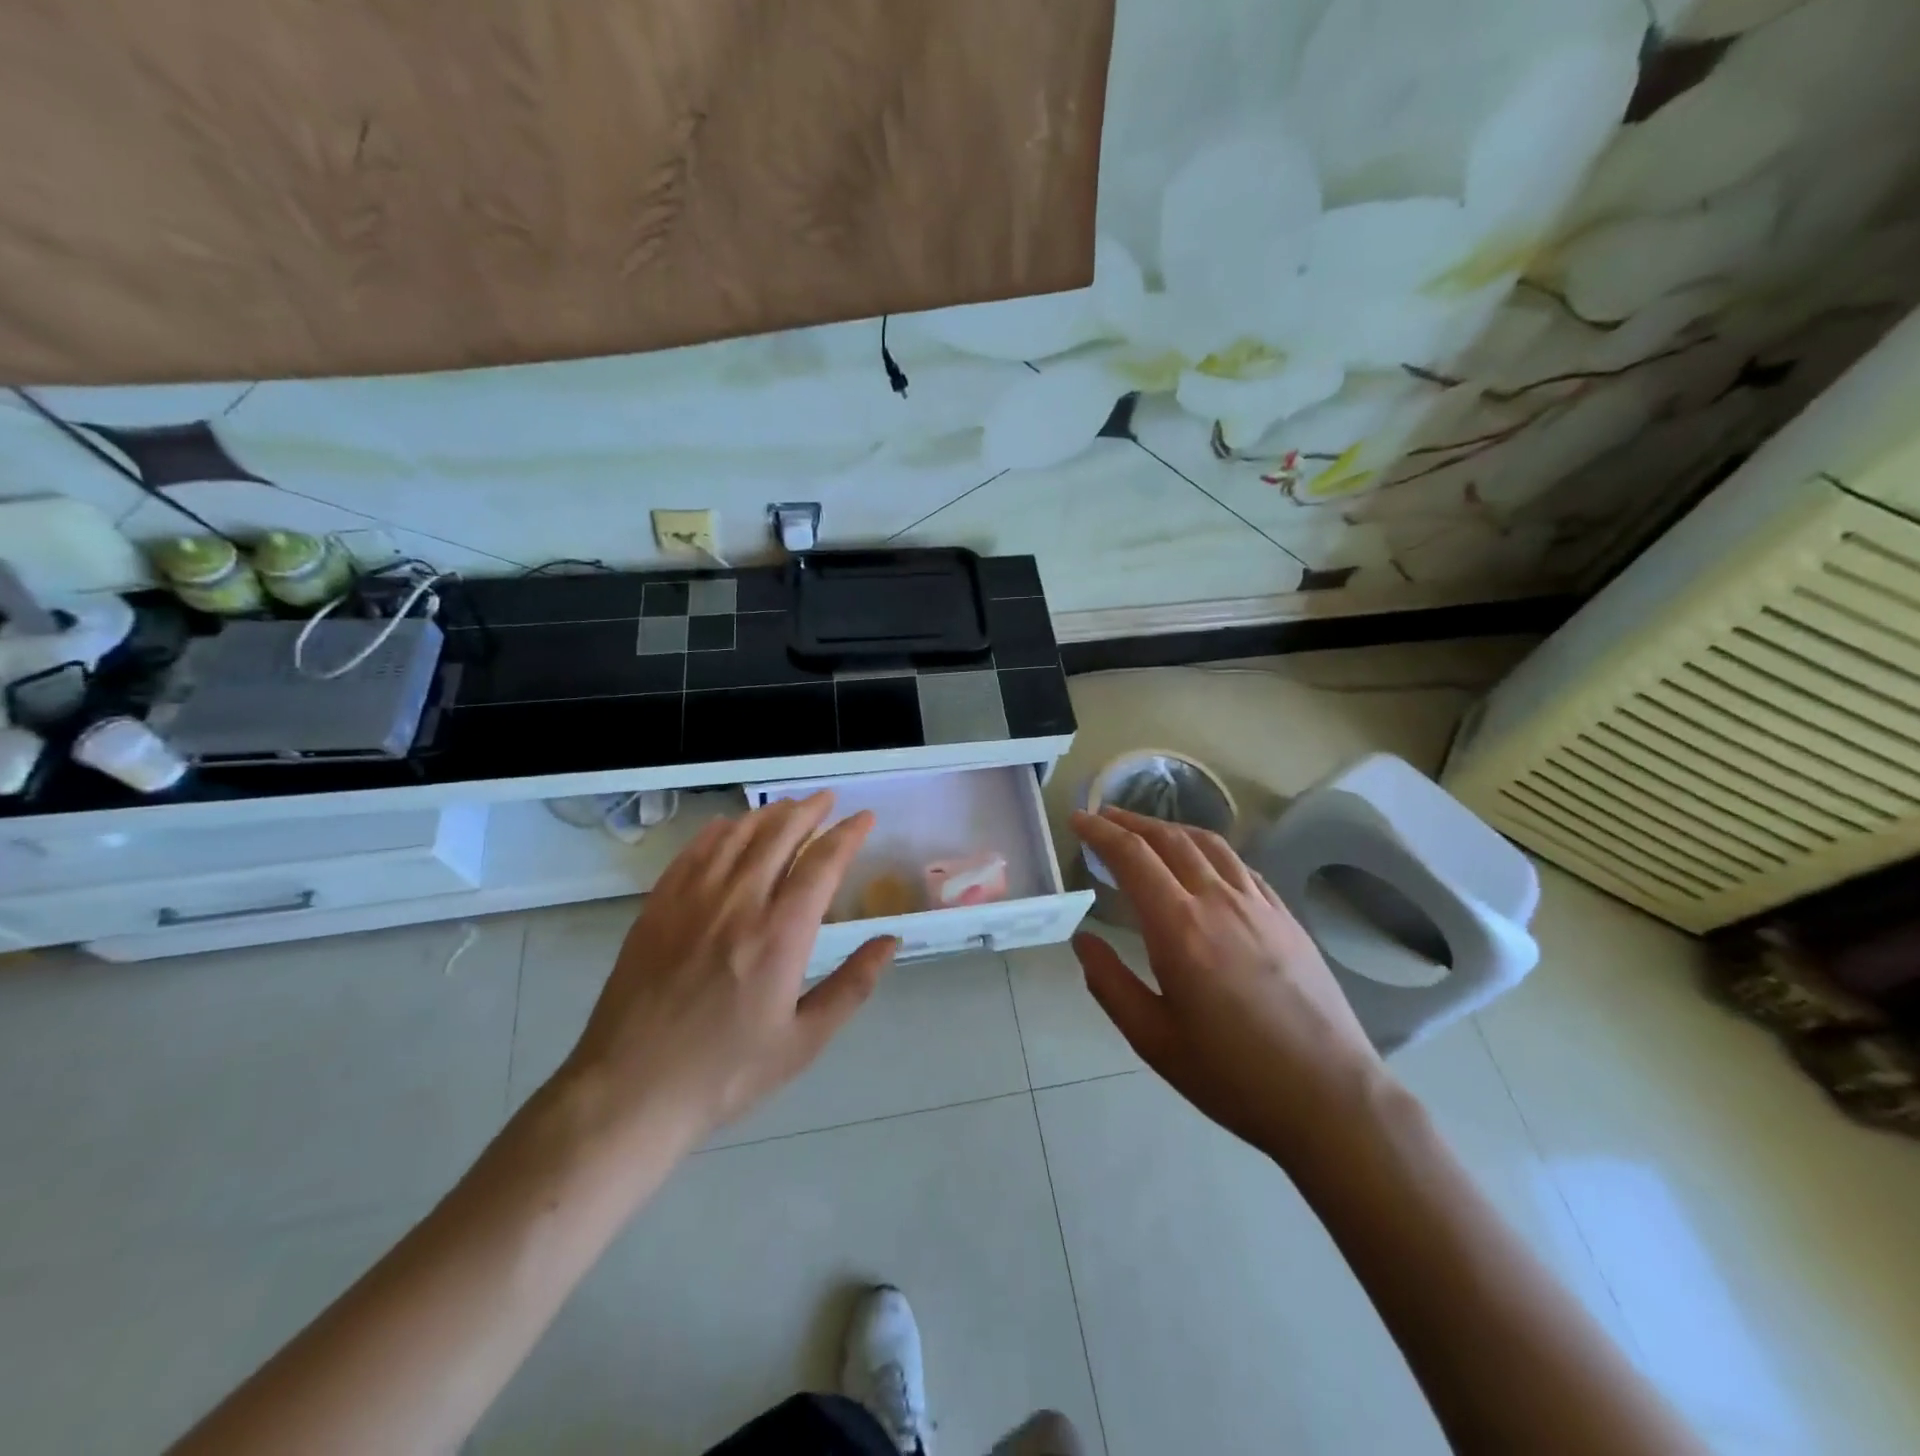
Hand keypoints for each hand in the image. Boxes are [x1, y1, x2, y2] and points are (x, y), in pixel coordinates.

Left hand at [557, 792, 897, 1154]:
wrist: (630, 1092)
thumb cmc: (726, 1073)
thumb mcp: (803, 1042)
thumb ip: (852, 985)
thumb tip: (890, 940)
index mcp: (780, 935)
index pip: (822, 863)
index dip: (848, 834)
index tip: (865, 817)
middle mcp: (738, 903)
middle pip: (779, 834)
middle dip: (810, 810)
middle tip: (829, 799)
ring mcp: (692, 901)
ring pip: (736, 835)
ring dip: (768, 813)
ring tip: (788, 806)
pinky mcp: (658, 908)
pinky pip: (693, 852)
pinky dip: (718, 831)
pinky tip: (729, 826)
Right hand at [1071, 806, 1389, 1166]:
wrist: (1330, 1097)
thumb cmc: (1232, 1075)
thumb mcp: (1153, 1039)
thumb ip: (1110, 983)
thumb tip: (1082, 939)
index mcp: (1179, 927)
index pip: (1132, 857)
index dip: (1100, 832)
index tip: (1077, 820)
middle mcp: (1218, 901)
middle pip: (1169, 839)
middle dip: (1130, 821)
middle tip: (1103, 816)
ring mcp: (1259, 905)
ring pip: (1208, 844)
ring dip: (1170, 828)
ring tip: (1147, 829)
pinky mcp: (1286, 918)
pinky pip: (1241, 866)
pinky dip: (1209, 850)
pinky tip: (1204, 863)